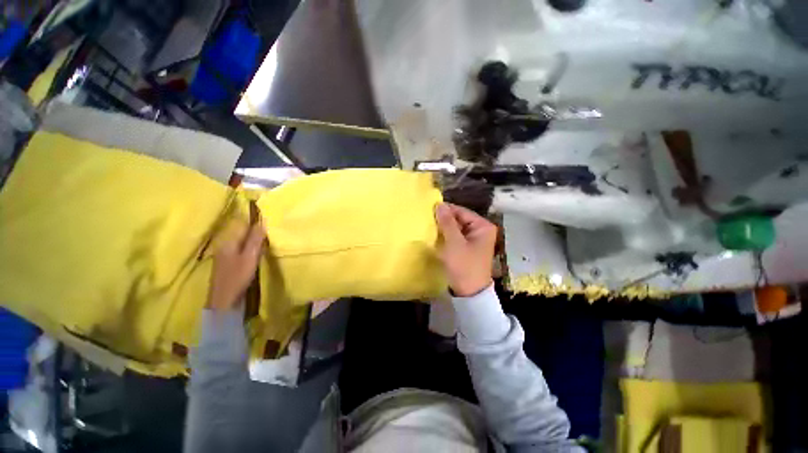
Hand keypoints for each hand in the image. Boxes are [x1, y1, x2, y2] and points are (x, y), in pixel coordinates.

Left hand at [206, 221, 265, 310]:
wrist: (224, 301)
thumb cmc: (237, 277)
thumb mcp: (250, 256)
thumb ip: (255, 238)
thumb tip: (262, 220)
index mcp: (228, 242)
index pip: (243, 226)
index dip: (256, 226)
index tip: (269, 228)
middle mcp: (224, 246)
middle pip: (242, 235)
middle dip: (256, 235)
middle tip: (270, 239)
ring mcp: (225, 256)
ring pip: (243, 244)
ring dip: (254, 244)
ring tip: (265, 247)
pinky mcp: (228, 265)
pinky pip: (241, 252)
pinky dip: (250, 252)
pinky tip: (257, 258)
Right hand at [435, 203, 496, 296]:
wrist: (469, 292)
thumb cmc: (464, 265)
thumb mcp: (454, 243)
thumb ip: (447, 222)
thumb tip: (440, 204)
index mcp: (483, 226)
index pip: (461, 211)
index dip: (446, 210)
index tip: (429, 210)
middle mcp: (481, 230)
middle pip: (459, 219)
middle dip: (444, 220)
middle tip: (428, 219)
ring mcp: (475, 239)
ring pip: (456, 227)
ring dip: (444, 228)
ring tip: (430, 226)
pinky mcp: (469, 247)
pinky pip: (456, 236)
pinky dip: (447, 235)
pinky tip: (437, 236)